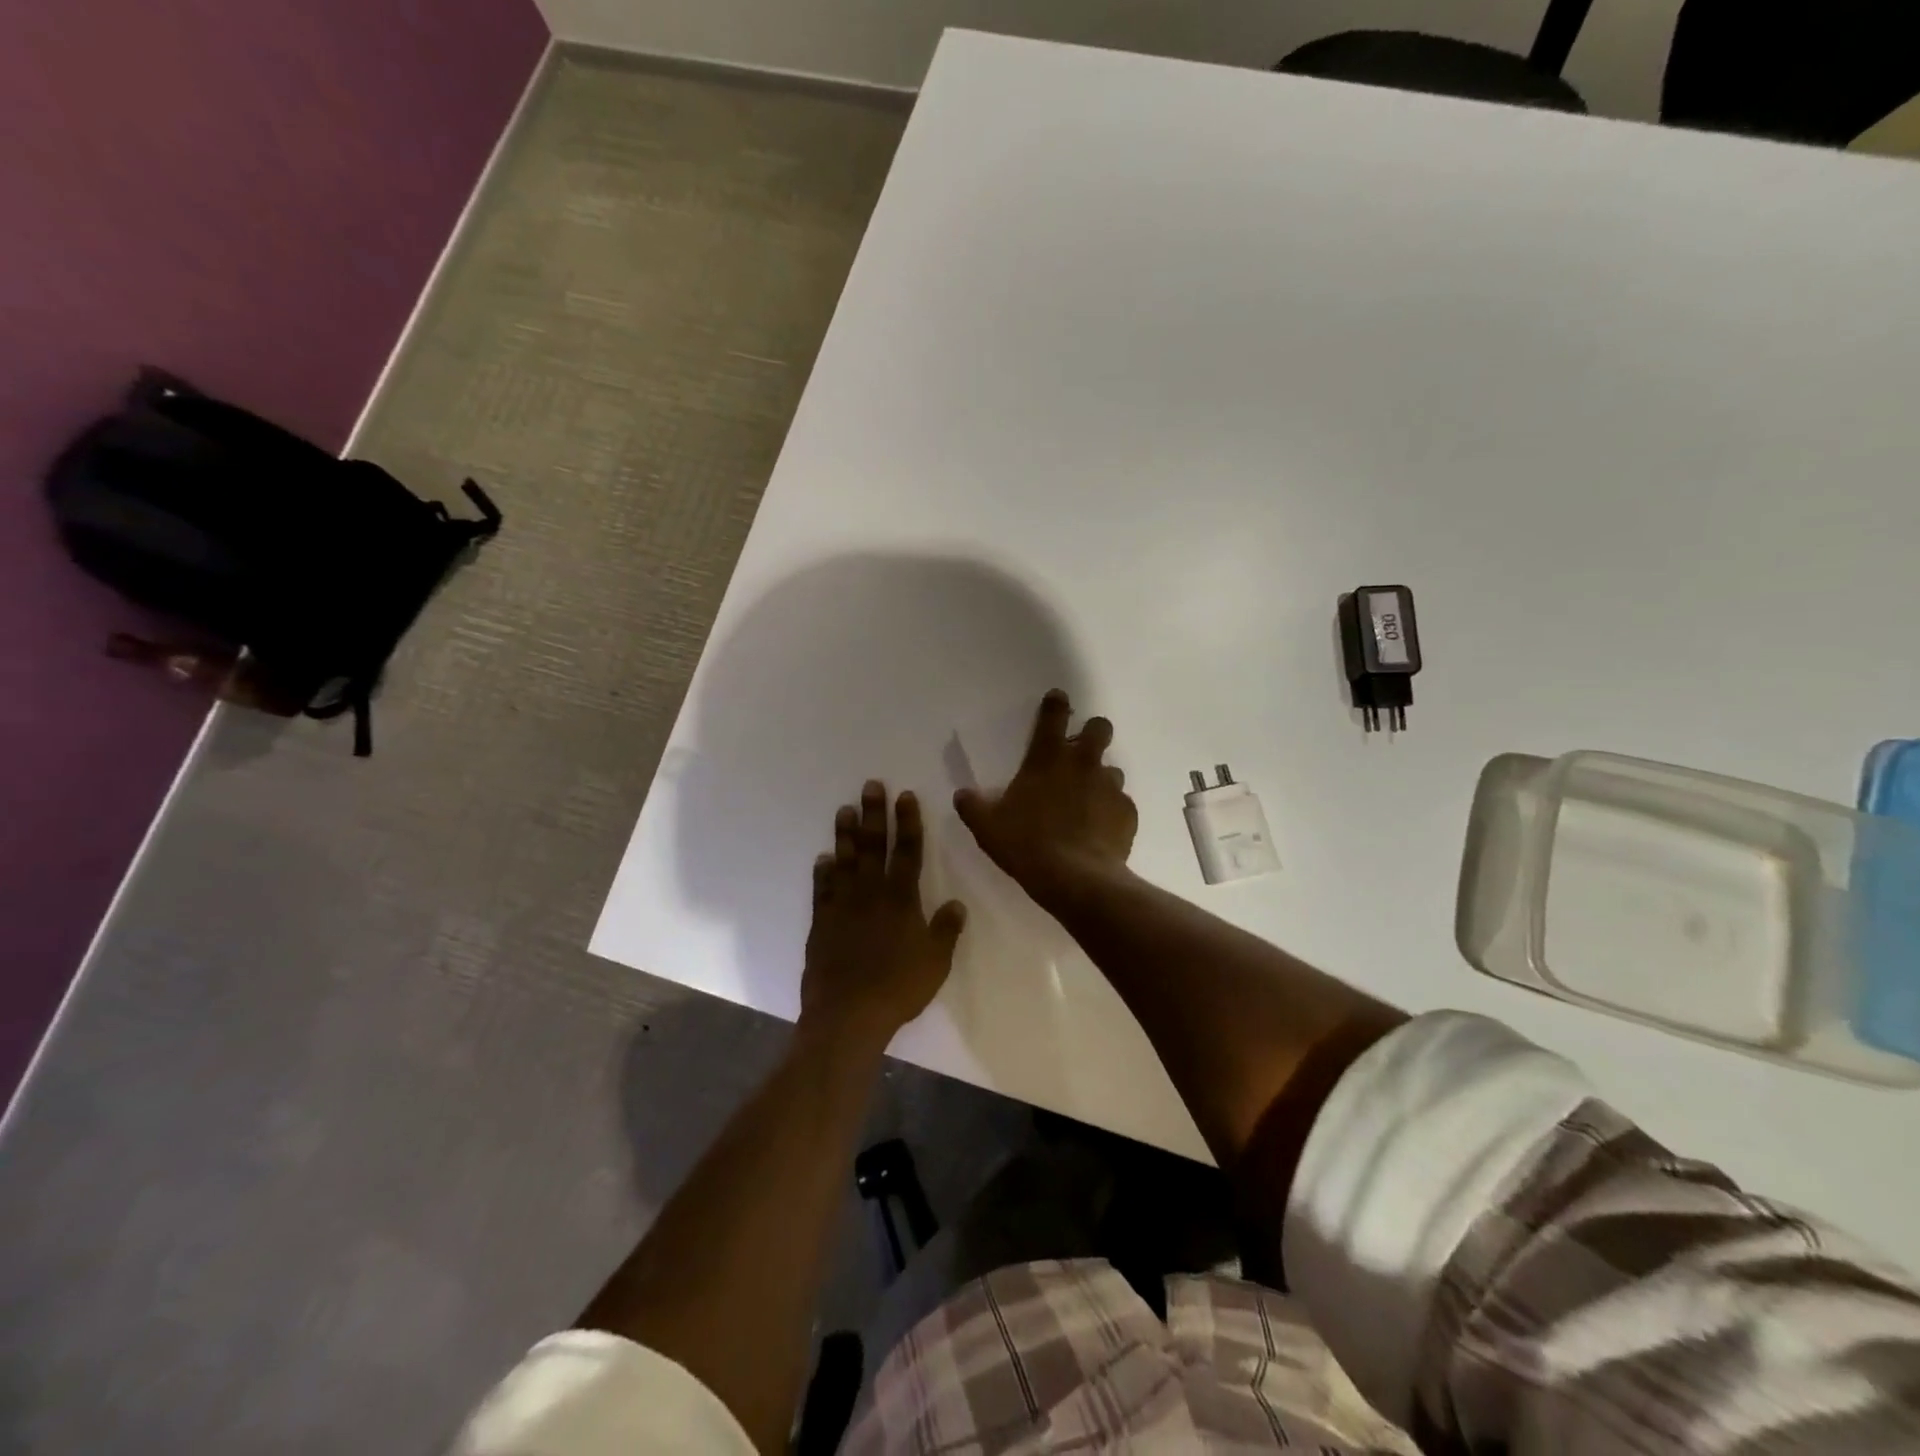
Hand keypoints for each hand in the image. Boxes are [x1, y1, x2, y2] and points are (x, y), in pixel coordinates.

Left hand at [802, 781, 966, 1047]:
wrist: (848, 1014)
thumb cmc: (898, 988)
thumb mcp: (936, 962)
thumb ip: (946, 930)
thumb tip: (957, 903)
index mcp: (902, 899)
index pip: (908, 851)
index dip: (908, 822)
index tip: (905, 796)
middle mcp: (871, 894)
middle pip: (874, 846)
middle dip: (874, 814)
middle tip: (870, 786)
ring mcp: (843, 906)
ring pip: (845, 861)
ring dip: (846, 834)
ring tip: (845, 810)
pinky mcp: (822, 923)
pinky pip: (823, 890)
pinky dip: (823, 872)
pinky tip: (823, 858)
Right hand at [954, 689, 1137, 908]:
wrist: (1076, 880)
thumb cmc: (1027, 845)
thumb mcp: (988, 828)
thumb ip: (973, 807)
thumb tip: (962, 795)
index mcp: (1047, 759)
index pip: (1054, 716)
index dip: (1056, 703)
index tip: (1058, 698)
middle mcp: (1083, 764)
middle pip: (1100, 728)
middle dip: (1093, 733)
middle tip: (1080, 752)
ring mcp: (1109, 787)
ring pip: (1112, 769)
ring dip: (1100, 779)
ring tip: (1088, 802)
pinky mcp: (1127, 813)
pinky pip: (1121, 804)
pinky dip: (1111, 812)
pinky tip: (1100, 830)